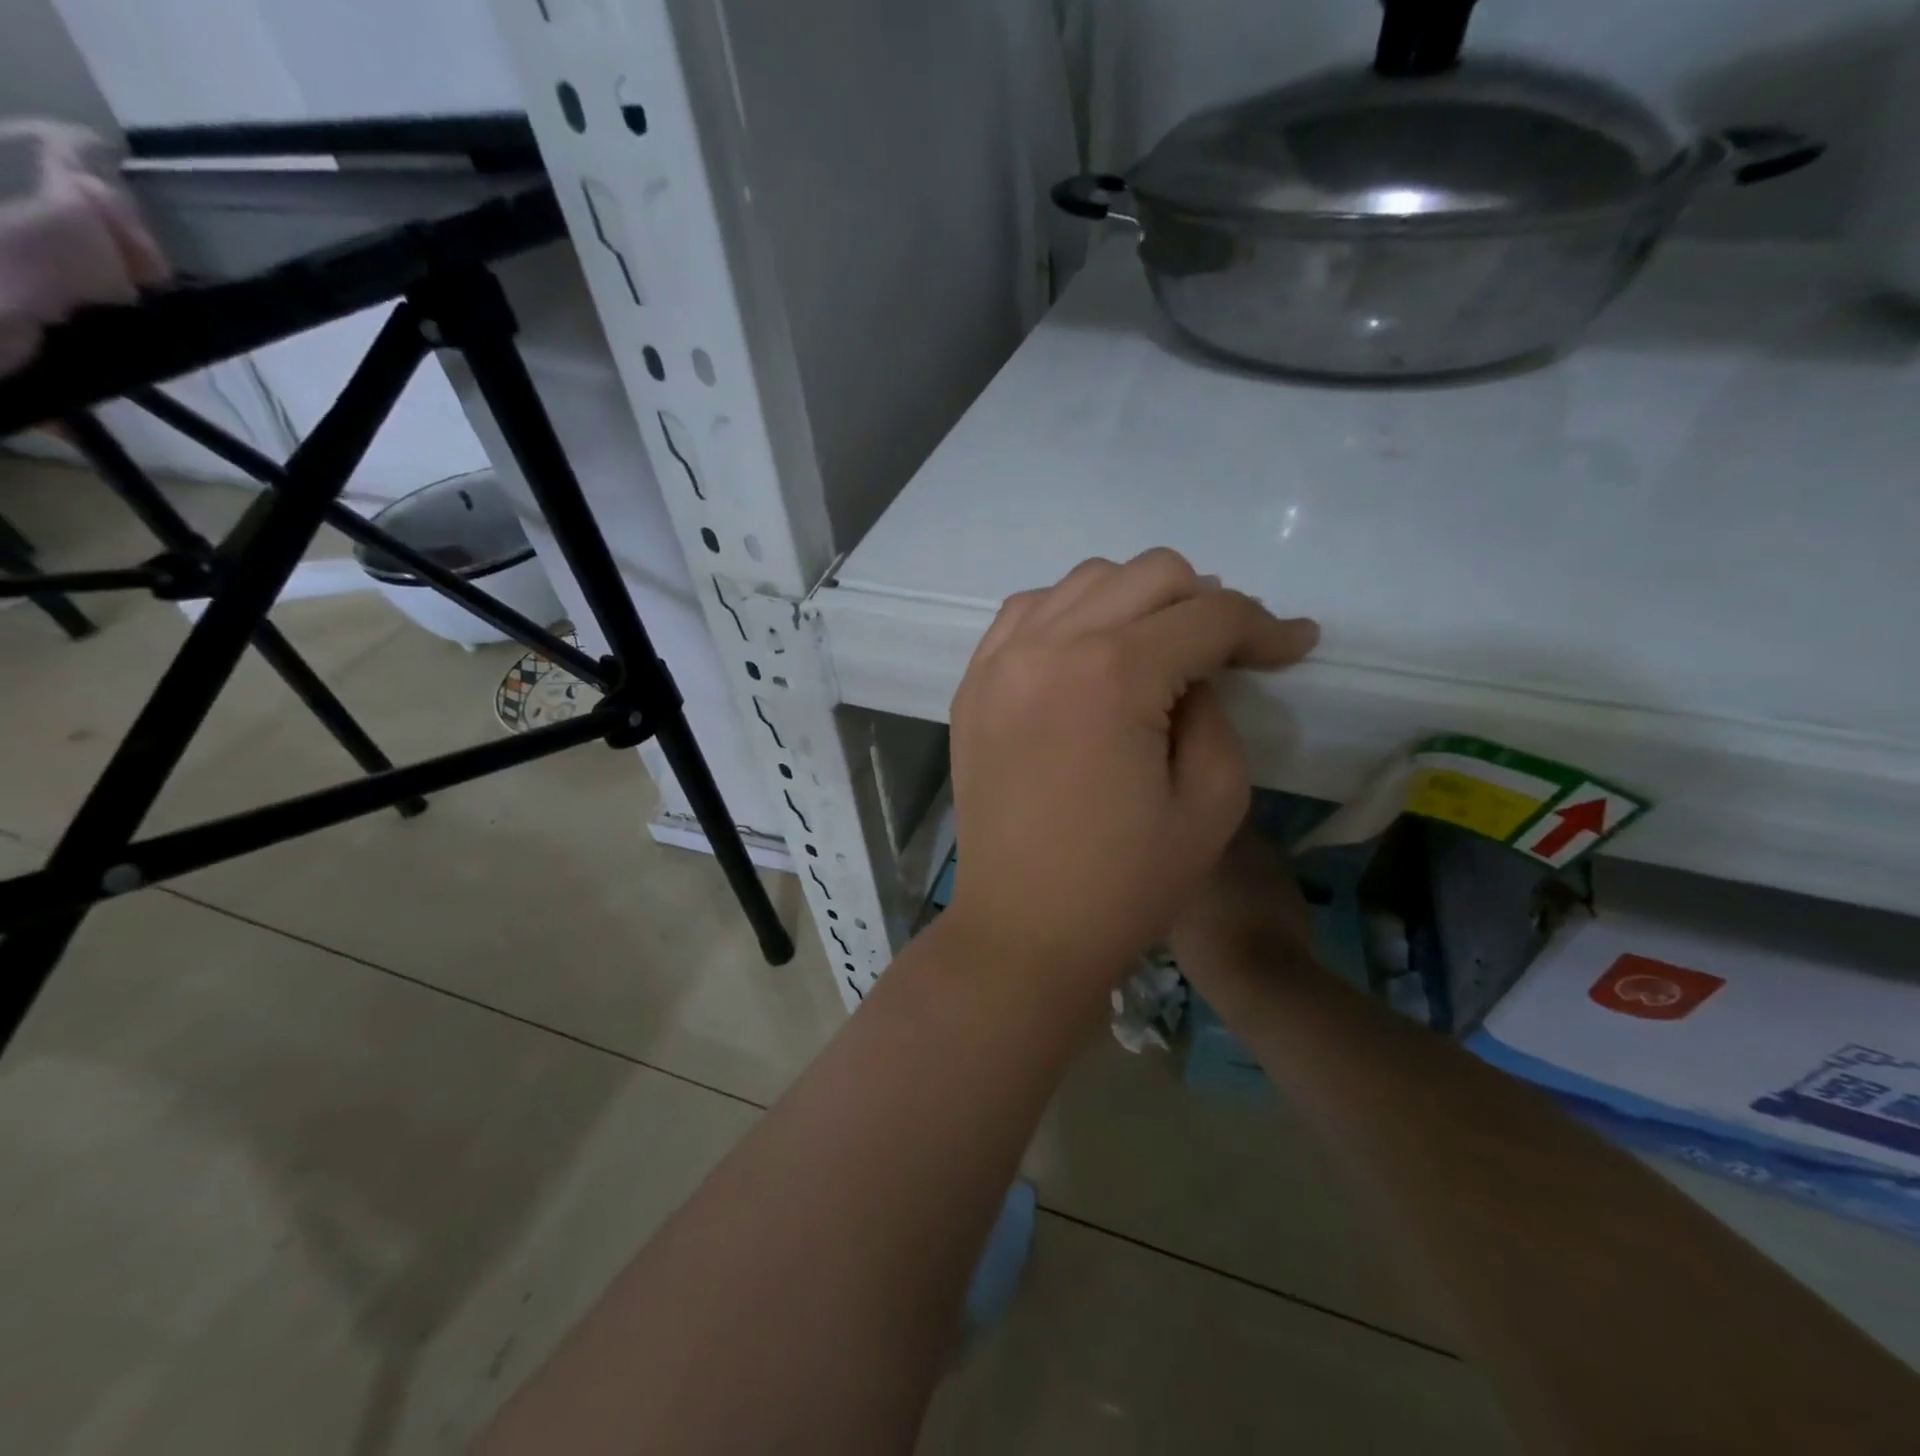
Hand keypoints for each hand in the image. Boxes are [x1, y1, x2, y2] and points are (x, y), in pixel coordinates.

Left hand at [945, 549, 1317, 994]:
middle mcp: (1049, 644)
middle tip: (1227, 652)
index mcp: (1113, 674)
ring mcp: (1000, 659)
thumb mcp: (1211, 802)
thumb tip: (1200, 669)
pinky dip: (1071, 615)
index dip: (1264, 625)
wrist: (1023, 929)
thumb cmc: (1124, 884)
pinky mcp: (974, 683)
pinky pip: (1028, 612)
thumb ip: (1216, 713)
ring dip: (1137, 600)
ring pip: (1085, 581)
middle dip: (1203, 603)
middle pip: (1149, 574)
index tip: (1296, 645)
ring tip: (1160, 649)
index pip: (1209, 615)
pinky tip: (1091, 652)